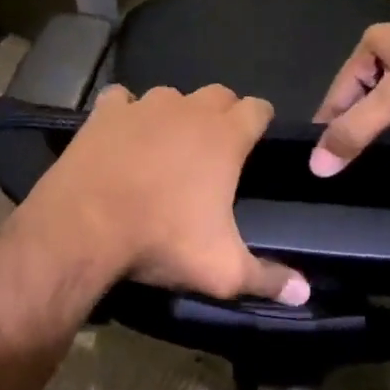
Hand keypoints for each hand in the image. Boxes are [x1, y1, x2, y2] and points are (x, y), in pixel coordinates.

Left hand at [13, 84, 309, 304]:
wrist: (84, 227)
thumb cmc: (161, 240)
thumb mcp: (222, 270)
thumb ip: (267, 278)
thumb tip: (305, 294)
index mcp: (224, 136)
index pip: (258, 108)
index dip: (260, 121)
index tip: (257, 140)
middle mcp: (187, 110)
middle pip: (218, 94)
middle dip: (222, 114)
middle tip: (215, 148)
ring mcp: (143, 106)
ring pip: (170, 96)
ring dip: (174, 115)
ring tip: (167, 146)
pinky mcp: (105, 112)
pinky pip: (122, 100)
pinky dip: (126, 113)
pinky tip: (122, 135)